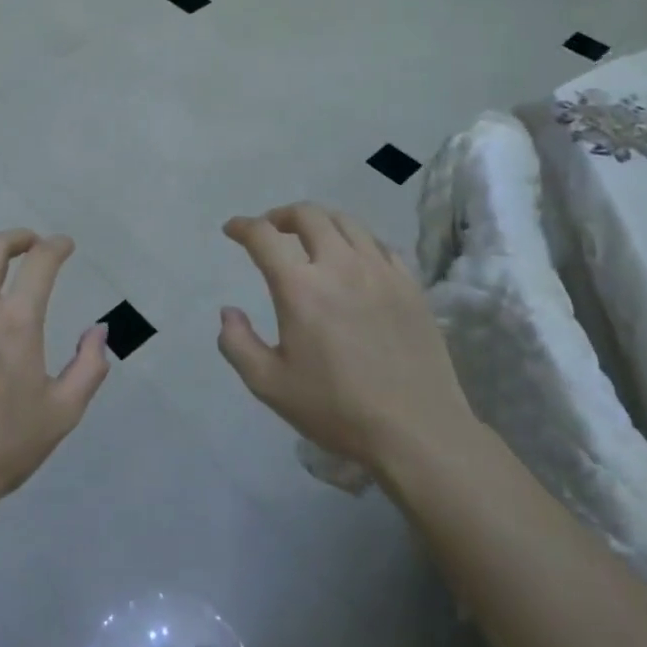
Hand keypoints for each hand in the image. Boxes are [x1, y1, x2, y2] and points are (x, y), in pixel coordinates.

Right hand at [218, 203, 478, 477]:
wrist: (417, 432)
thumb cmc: (336, 409)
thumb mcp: (269, 386)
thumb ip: (237, 344)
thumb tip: (228, 312)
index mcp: (300, 287)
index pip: (263, 236)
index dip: (242, 226)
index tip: (232, 230)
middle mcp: (339, 266)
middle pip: (307, 215)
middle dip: (281, 215)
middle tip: (271, 230)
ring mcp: (380, 271)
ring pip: (346, 222)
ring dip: (319, 222)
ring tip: (311, 238)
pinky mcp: (409, 285)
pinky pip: (379, 244)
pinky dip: (356, 240)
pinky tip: (353, 259)